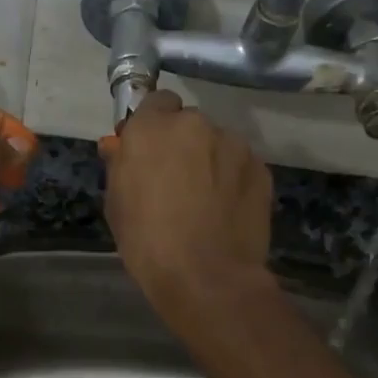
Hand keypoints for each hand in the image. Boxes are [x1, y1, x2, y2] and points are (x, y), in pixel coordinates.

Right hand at [100, 91, 272, 322]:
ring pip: (218, 142)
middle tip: (176, 179)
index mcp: (153, 128)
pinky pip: (240, 164)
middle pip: (188, 122)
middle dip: (183, 143)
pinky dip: (233, 178)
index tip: (149, 150)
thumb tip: (118, 145)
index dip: (153, 125)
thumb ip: (119, 165)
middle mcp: (195, 124)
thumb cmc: (147, 241)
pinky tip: (226, 210)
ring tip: (206, 200)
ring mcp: (233, 144)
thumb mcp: (117, 203)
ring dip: (210, 160)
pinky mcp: (261, 167)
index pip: (156, 102)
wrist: (206, 276)